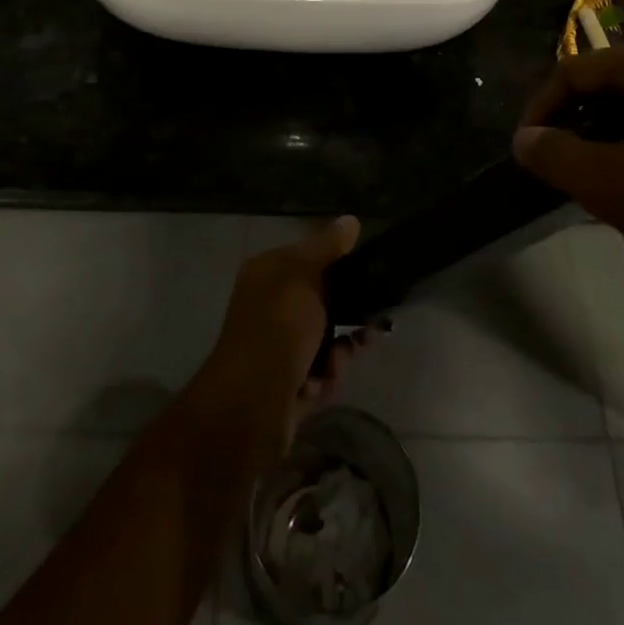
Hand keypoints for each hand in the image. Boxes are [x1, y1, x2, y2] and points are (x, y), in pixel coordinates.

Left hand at [193, 217, 368, 451]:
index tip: (370, 273)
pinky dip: (324, 378)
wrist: (251, 404)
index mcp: (268, 274)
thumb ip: (328, 248)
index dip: (339, 264)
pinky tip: (318, 384)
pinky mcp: (287, 384)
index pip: (309, 259)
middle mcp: (270, 307)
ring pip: (326, 341)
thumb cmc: (278, 327)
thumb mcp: (304, 275)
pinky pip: (319, 373)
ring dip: (337, 352)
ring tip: (333, 362)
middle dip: (347, 315)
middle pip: (322, 302)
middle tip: (372, 323)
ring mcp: (277, 347)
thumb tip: (350, 220)